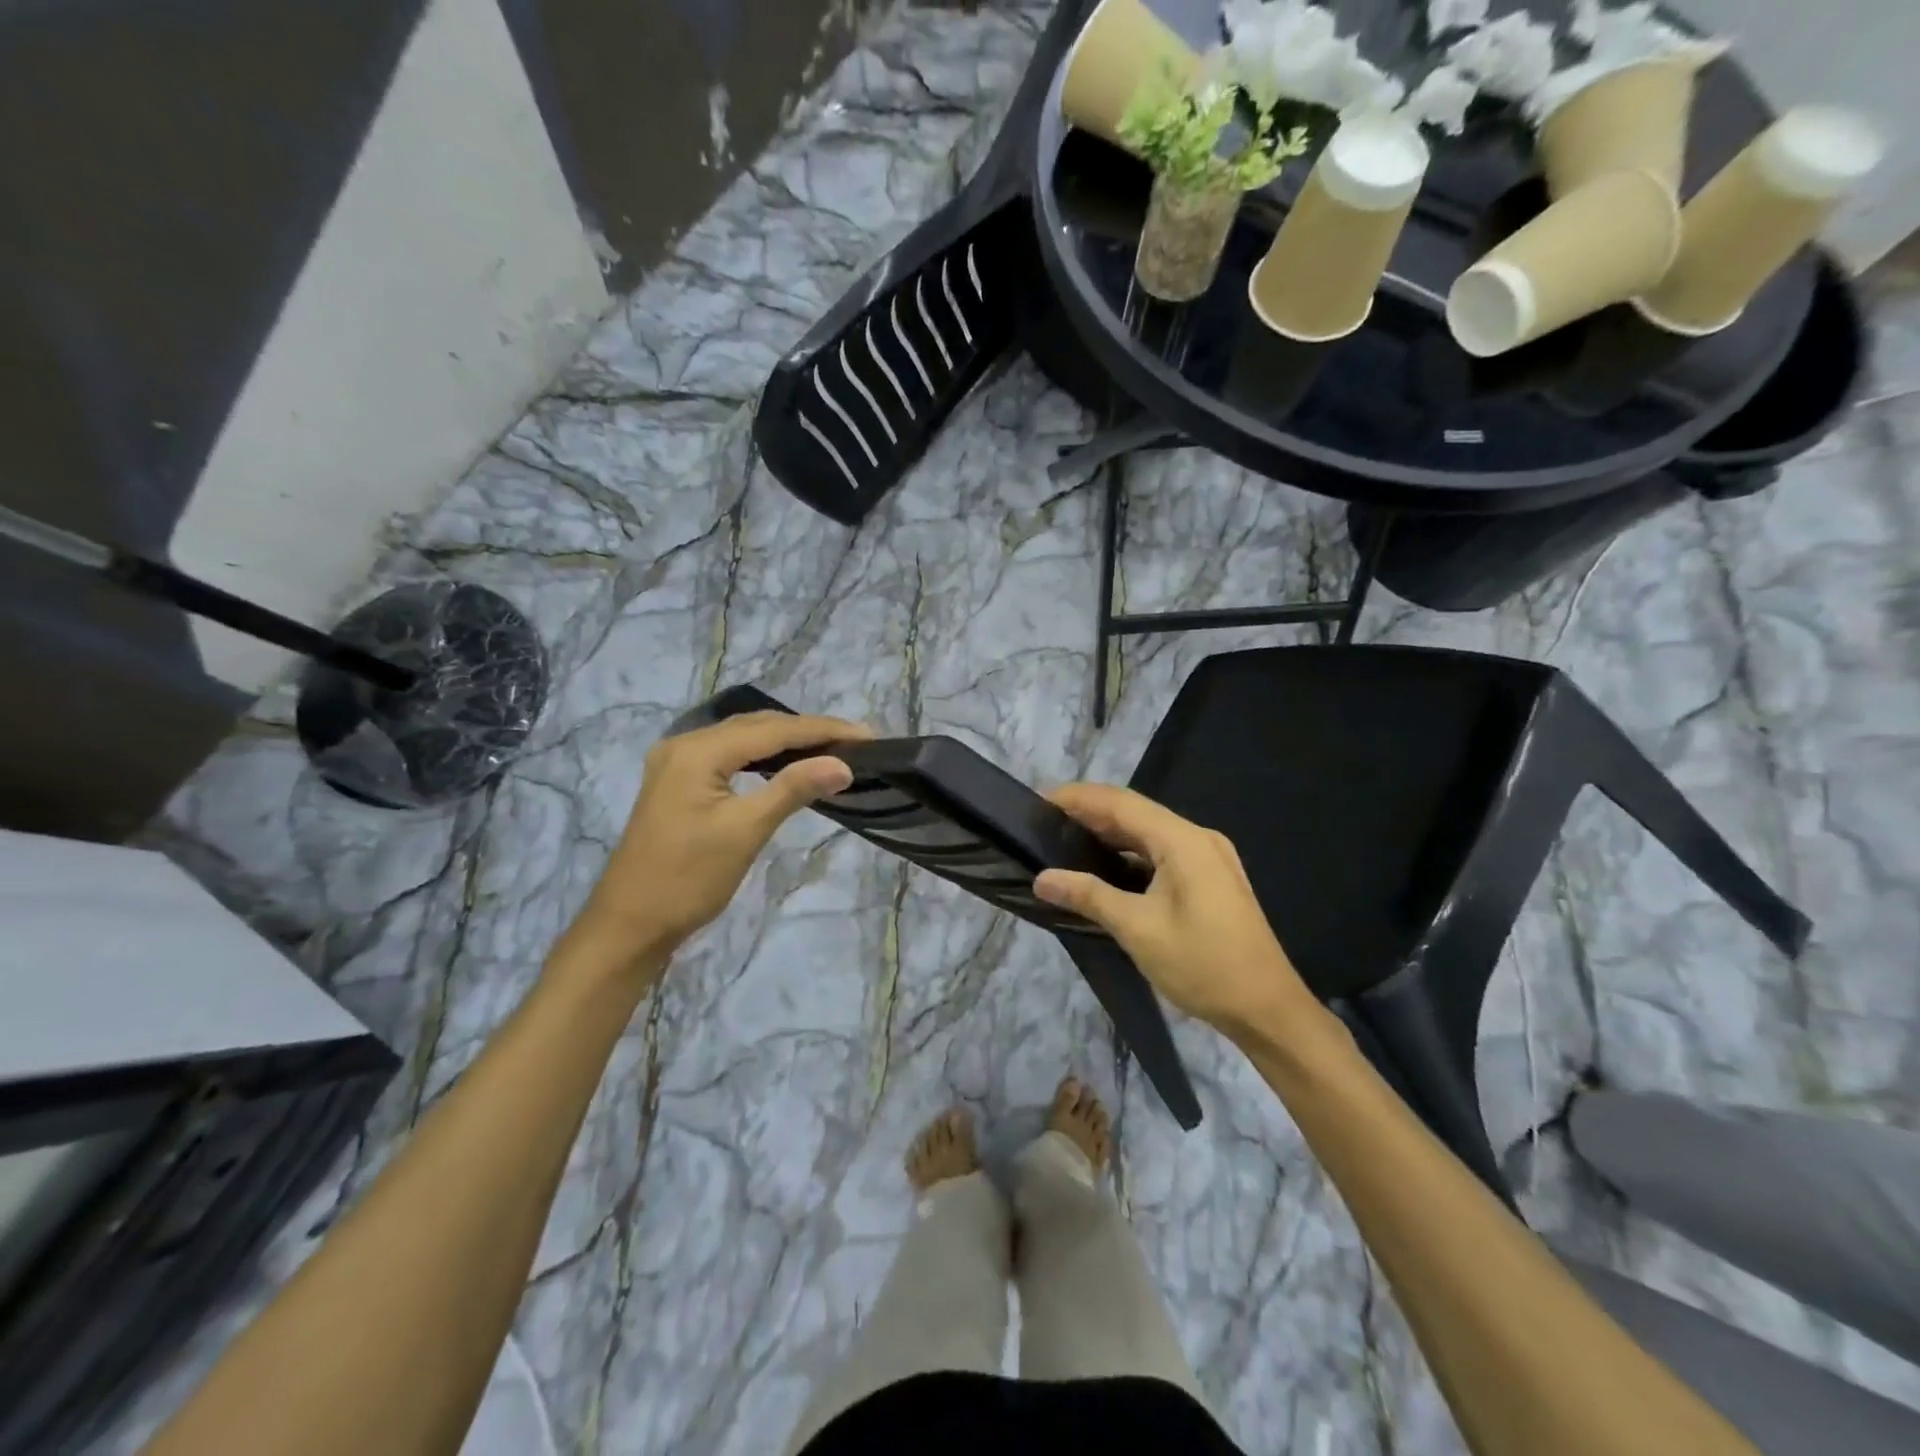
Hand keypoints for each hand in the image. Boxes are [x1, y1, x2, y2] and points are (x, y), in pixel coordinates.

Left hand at [571, 711, 872, 970]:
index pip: (772, 730)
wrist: (630, 924)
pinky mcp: (678, 781)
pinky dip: (763, 756)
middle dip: (807, 731)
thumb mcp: (745, 831)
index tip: (866, 734)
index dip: (822, 730)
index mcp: (697, 751)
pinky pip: (730, 755)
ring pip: (743, 739)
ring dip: (786, 741)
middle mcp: (684, 744)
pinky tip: (786, 763)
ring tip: (830, 748)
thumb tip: (843, 764)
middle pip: (757, 727)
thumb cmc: (688, 879)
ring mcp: (677, 762)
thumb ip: (793, 788)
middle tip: (854, 740)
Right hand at [1034, 783, 1314, 1039]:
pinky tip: (1105, 868)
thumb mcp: (1138, 930)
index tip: (1039, 800)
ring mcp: (1208, 857)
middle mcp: (1198, 838)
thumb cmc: (1203, 965)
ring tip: (1065, 840)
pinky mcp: (1210, 878)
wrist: (1267, 1008)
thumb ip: (1089, 896)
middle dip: (1090, 813)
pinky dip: (1130, 854)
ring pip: (1149, 833)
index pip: (1120, 803)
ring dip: (1110, 833)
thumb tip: (1042, 879)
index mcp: (1183, 841)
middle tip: (1044, 822)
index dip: (1078, 797)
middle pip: (1135, 813)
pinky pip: (1162, 852)